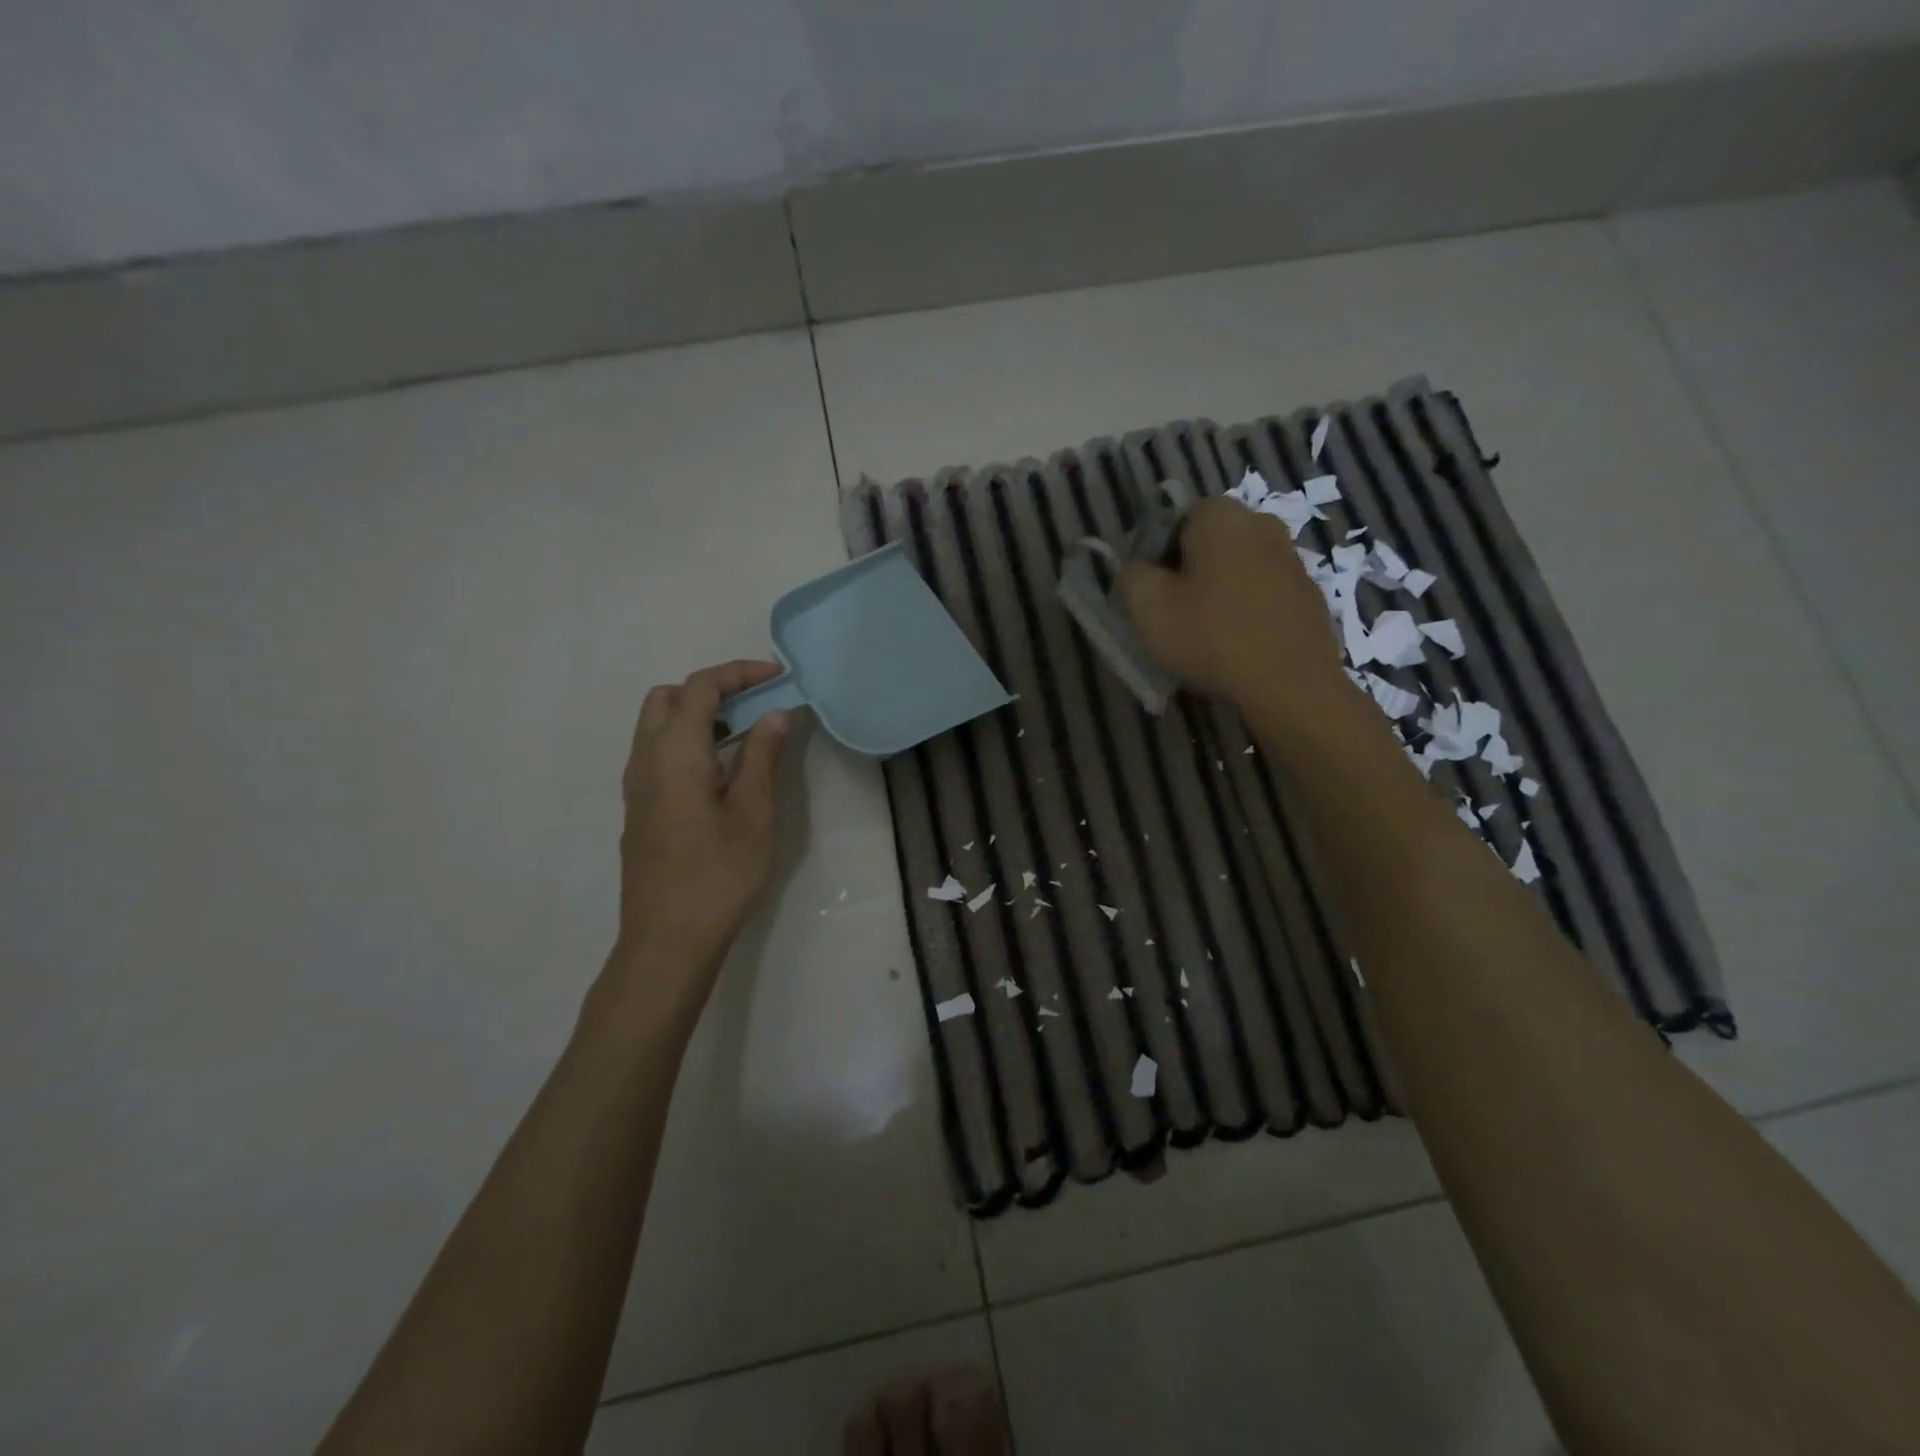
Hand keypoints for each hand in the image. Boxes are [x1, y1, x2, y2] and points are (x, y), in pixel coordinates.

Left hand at [609, 660, 792, 1006]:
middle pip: (668, 698)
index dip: (739, 673)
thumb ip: (761, 756)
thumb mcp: (753, 813)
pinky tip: (721, 773)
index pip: (701, 687)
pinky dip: (687, 742)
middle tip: (755, 703)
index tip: (777, 677)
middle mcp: (646, 759)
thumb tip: (775, 715)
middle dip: (712, 689)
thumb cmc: (718, 874)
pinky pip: (657, 754)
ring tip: (745, 735)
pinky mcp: (639, 810)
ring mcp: (636, 786)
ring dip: (698, 716)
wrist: (667, 940)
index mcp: (675, 752)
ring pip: (657, 726)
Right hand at [1119, 496, 1350, 719]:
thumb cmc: (1211, 637)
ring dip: (1220, 592)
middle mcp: (1262, 524)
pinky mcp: (1310, 594)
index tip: (1151, 592)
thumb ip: (1132, 576)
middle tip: (1174, 614)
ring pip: (1239, 568)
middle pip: (1210, 544)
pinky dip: (1248, 611)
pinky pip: (1264, 594)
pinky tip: (1238, 645)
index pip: (1175, 520)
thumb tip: (1138, 567)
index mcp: (1220, 517)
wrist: (1291, 684)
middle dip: (1189, 572)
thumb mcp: (1148, 608)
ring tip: (1206, 635)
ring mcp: (1292, 559)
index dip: (1156, 555)